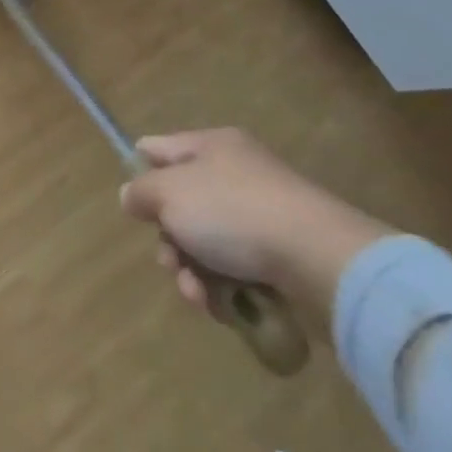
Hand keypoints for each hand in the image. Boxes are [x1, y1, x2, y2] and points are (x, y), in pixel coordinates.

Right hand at [120, 128, 391, 330]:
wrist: (320, 258)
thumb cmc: (233, 212)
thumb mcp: (170, 194)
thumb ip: (142, 192)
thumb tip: (131, 195)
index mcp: (211, 146)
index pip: (160, 149)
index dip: (141, 173)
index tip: (135, 207)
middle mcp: (236, 172)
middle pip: (182, 204)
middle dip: (169, 240)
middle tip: (169, 263)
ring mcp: (261, 213)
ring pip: (207, 242)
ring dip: (193, 271)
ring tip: (198, 295)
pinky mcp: (282, 254)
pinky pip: (237, 267)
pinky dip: (224, 287)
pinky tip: (221, 306)